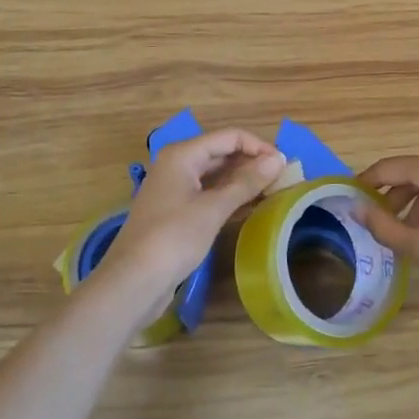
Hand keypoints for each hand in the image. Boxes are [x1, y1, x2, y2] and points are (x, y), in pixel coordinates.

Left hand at [96, 129, 286, 304]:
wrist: (133, 281)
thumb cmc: (174, 237)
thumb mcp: (214, 208)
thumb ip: (247, 182)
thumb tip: (278, 160)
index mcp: (183, 155)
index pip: (230, 137)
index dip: (259, 147)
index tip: (285, 165)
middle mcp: (177, 165)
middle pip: (222, 153)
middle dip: (252, 163)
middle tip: (283, 179)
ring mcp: (175, 189)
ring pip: (216, 175)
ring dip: (243, 181)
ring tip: (273, 191)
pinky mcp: (176, 211)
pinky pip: (208, 194)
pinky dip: (229, 197)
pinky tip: (250, 206)